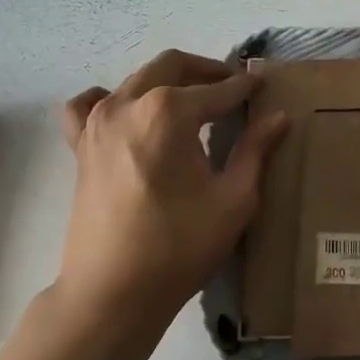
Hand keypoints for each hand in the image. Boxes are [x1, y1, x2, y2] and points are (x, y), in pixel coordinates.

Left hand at [57, 49, 288, 331]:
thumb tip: (279, 117)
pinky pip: (88, 105)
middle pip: (173, 66)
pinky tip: (128, 114)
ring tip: (192, 101)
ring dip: (168, 80)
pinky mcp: (80, 145)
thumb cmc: (179, 248)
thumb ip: (255, 150)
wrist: (112, 293)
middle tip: (233, 87)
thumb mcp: (233, 200)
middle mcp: (129, 103)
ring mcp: (97, 121)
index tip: (263, 85)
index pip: (217, 90)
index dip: (244, 88)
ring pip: (137, 79)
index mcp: (168, 112)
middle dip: (207, 71)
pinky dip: (110, 99)